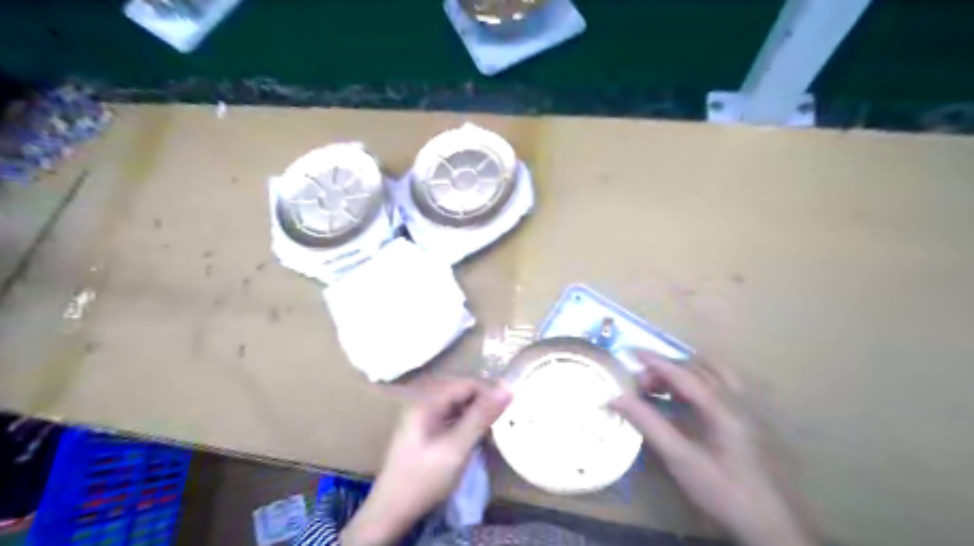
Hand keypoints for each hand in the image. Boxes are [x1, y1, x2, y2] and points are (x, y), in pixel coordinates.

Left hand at [341, 377, 509, 545]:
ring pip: (456, 405)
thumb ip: (481, 417)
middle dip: (481, 403)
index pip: (465, 383)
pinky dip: (464, 424)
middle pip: (460, 392)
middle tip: (498, 423)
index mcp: (427, 401)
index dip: (488, 393)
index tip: (506, 411)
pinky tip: (472, 439)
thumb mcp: (457, 448)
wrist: (391, 511)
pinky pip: (450, 417)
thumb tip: (507, 388)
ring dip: (474, 414)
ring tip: (488, 433)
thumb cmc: (424, 478)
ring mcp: (422, 417)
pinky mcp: (424, 431)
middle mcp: (423, 403)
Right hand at [616, 353, 815, 544]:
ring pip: (716, 374)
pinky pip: (724, 386)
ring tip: (665, 387)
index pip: (684, 374)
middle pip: (700, 368)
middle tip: (644, 384)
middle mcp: (738, 401)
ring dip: (688, 372)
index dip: (656, 361)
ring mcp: (749, 410)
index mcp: (723, 407)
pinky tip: (690, 402)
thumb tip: (617, 398)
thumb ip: (649, 424)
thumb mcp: (681, 459)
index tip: (632, 352)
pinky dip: (701, 383)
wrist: (775, 527)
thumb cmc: (724, 492)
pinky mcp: (752, 422)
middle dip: (669, 368)